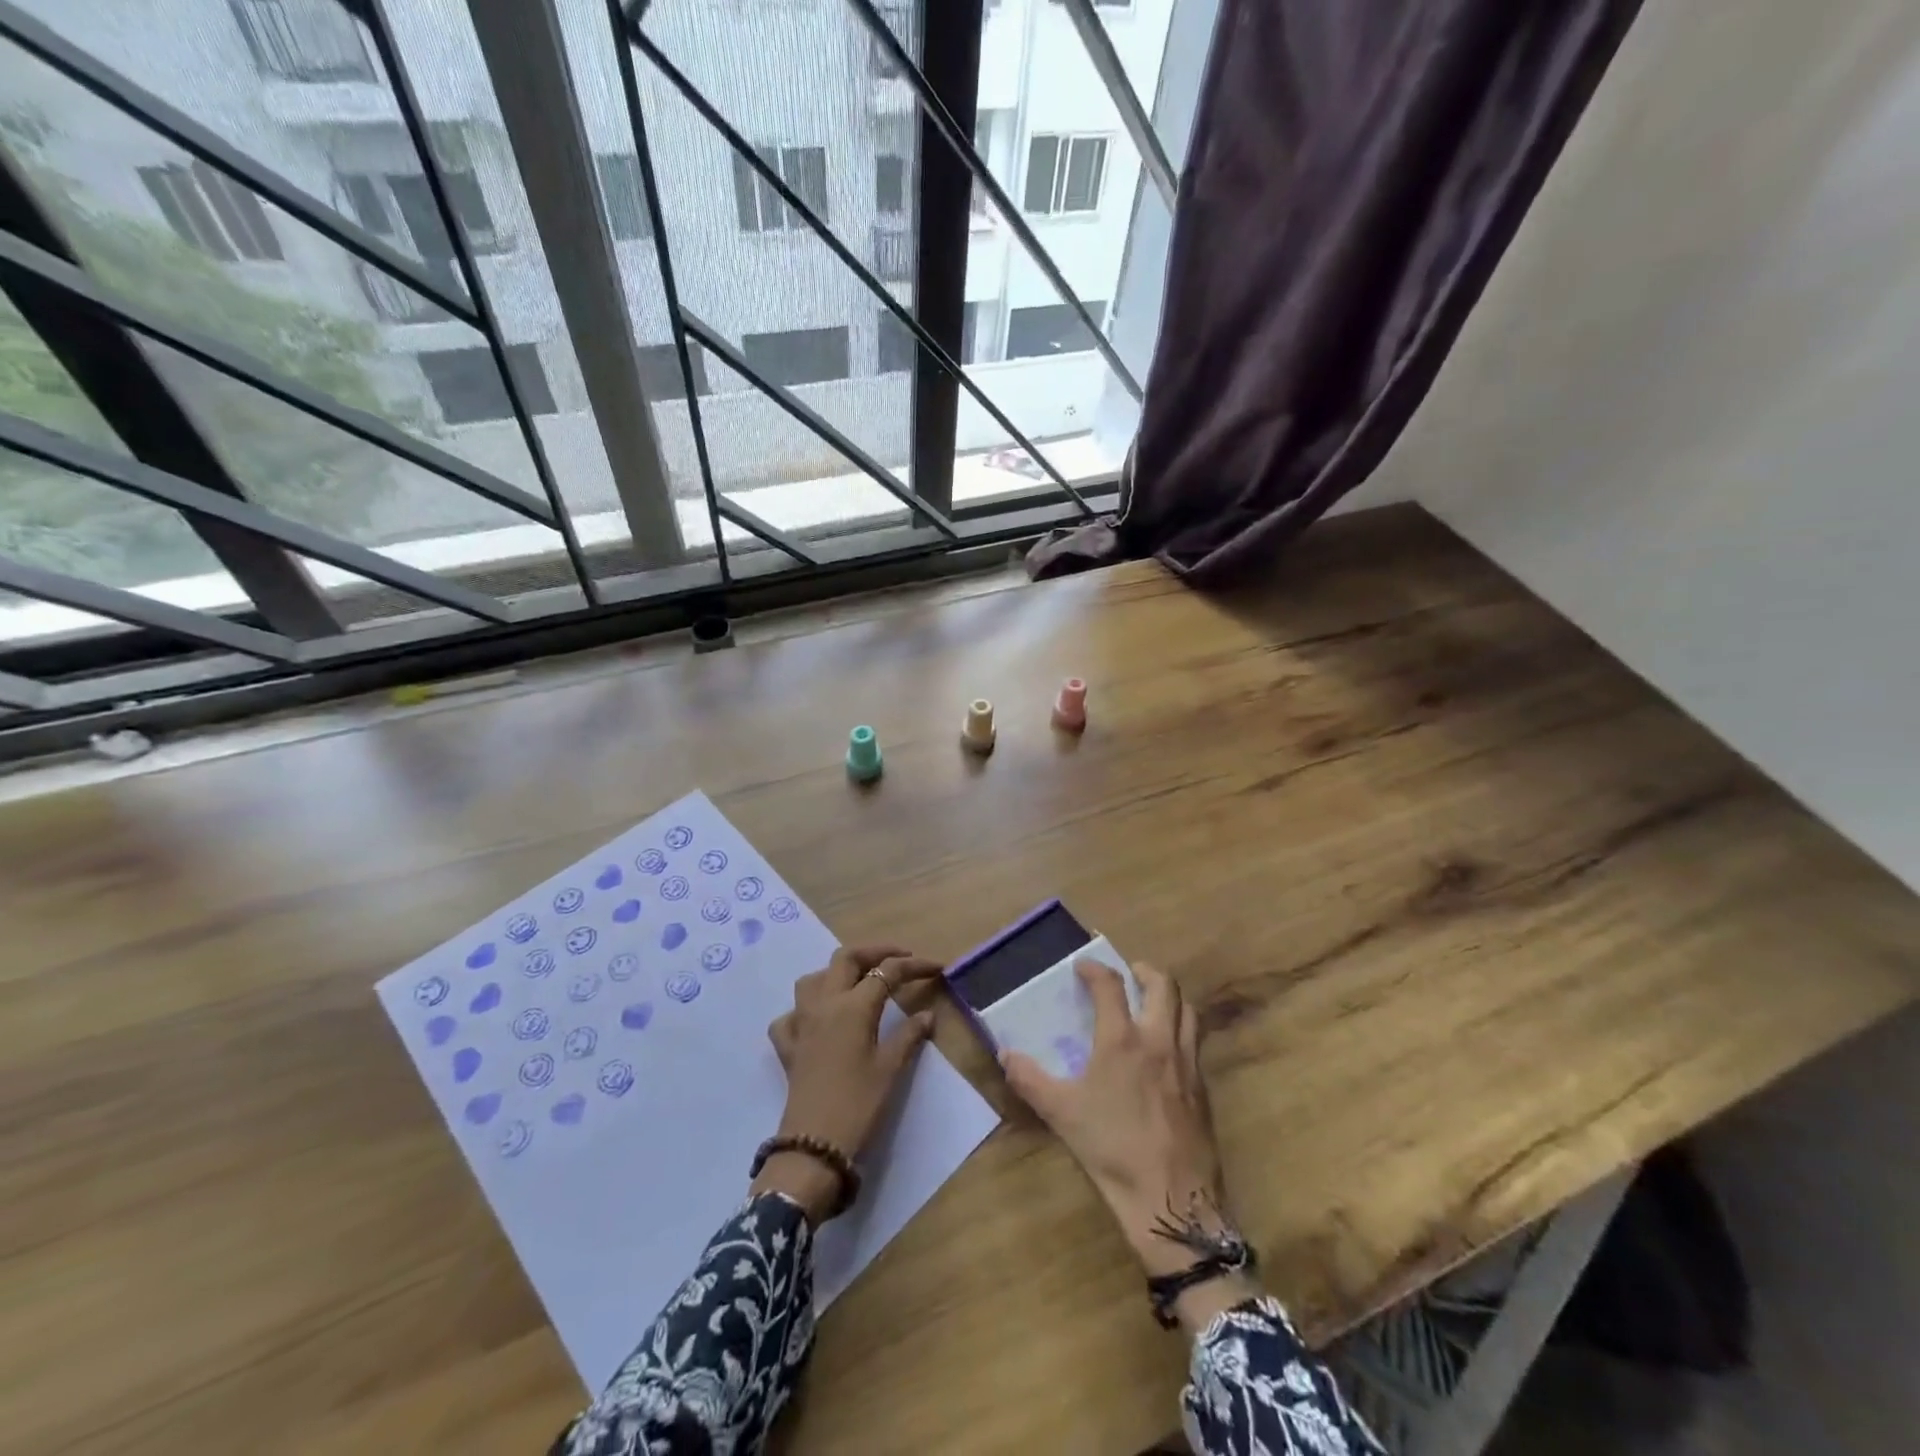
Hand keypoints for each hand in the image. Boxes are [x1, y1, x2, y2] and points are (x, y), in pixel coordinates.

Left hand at [752, 944, 941, 1223]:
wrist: (814, 1146)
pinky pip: (790, 1015)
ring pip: (814, 978)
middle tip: (900, 960)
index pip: (887, 972)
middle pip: (846, 958)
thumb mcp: (891, 1068)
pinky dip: (804, 1010)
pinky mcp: (788, 1047)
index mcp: (853, 1006)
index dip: (914, 966)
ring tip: (859, 982)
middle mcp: (825, 1004)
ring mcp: (801, 1023)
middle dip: (875, 952)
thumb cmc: (859, 1105)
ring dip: (837, 972)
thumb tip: (927, 1015)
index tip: (937, 967)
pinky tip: (818, 1020)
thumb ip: (909, 1035)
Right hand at [1002, 960, 1258, 1328]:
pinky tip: (1166, 1050)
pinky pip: (1195, 1041)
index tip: (1083, 965)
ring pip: (1187, 1010)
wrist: (1172, 1199)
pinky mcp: (1203, 1087)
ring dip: (1169, 996)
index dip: (1095, 969)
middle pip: (1163, 985)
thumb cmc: (1113, 1149)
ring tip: (1151, 1002)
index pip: (1110, 986)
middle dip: (1144, 971)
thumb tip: (1006, 1054)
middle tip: (1128, 973)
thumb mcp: (1061, 1113)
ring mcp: (1187, 1063)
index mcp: (1123, 1040)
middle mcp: (1159, 1040)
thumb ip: (1030, 1079)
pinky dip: (1181, 1028)